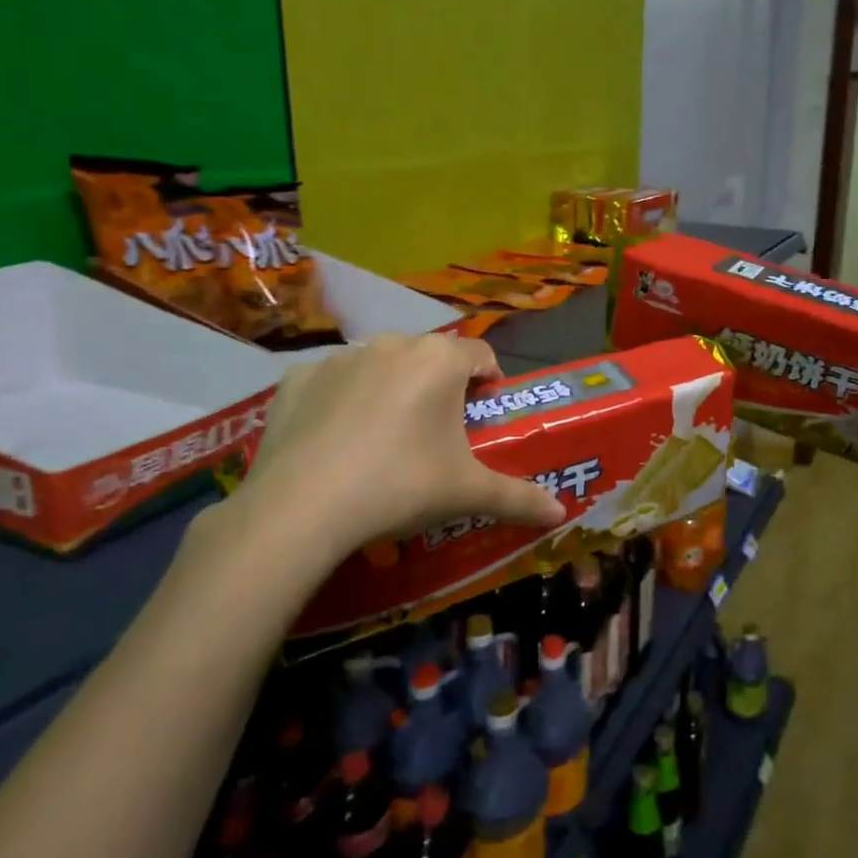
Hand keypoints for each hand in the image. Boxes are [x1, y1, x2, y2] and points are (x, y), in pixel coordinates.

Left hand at [201, 335, 565, 598]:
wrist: (302, 507)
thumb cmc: (402, 485)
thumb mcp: (468, 493)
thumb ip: (519, 498)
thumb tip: (561, 513)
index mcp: (440, 360)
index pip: (481, 354)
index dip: (490, 381)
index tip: (485, 413)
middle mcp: (392, 344)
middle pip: (430, 357)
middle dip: (440, 386)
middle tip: (437, 433)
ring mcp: (340, 358)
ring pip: (380, 365)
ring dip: (391, 389)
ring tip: (384, 439)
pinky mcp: (296, 379)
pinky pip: (331, 382)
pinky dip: (340, 400)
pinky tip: (334, 441)